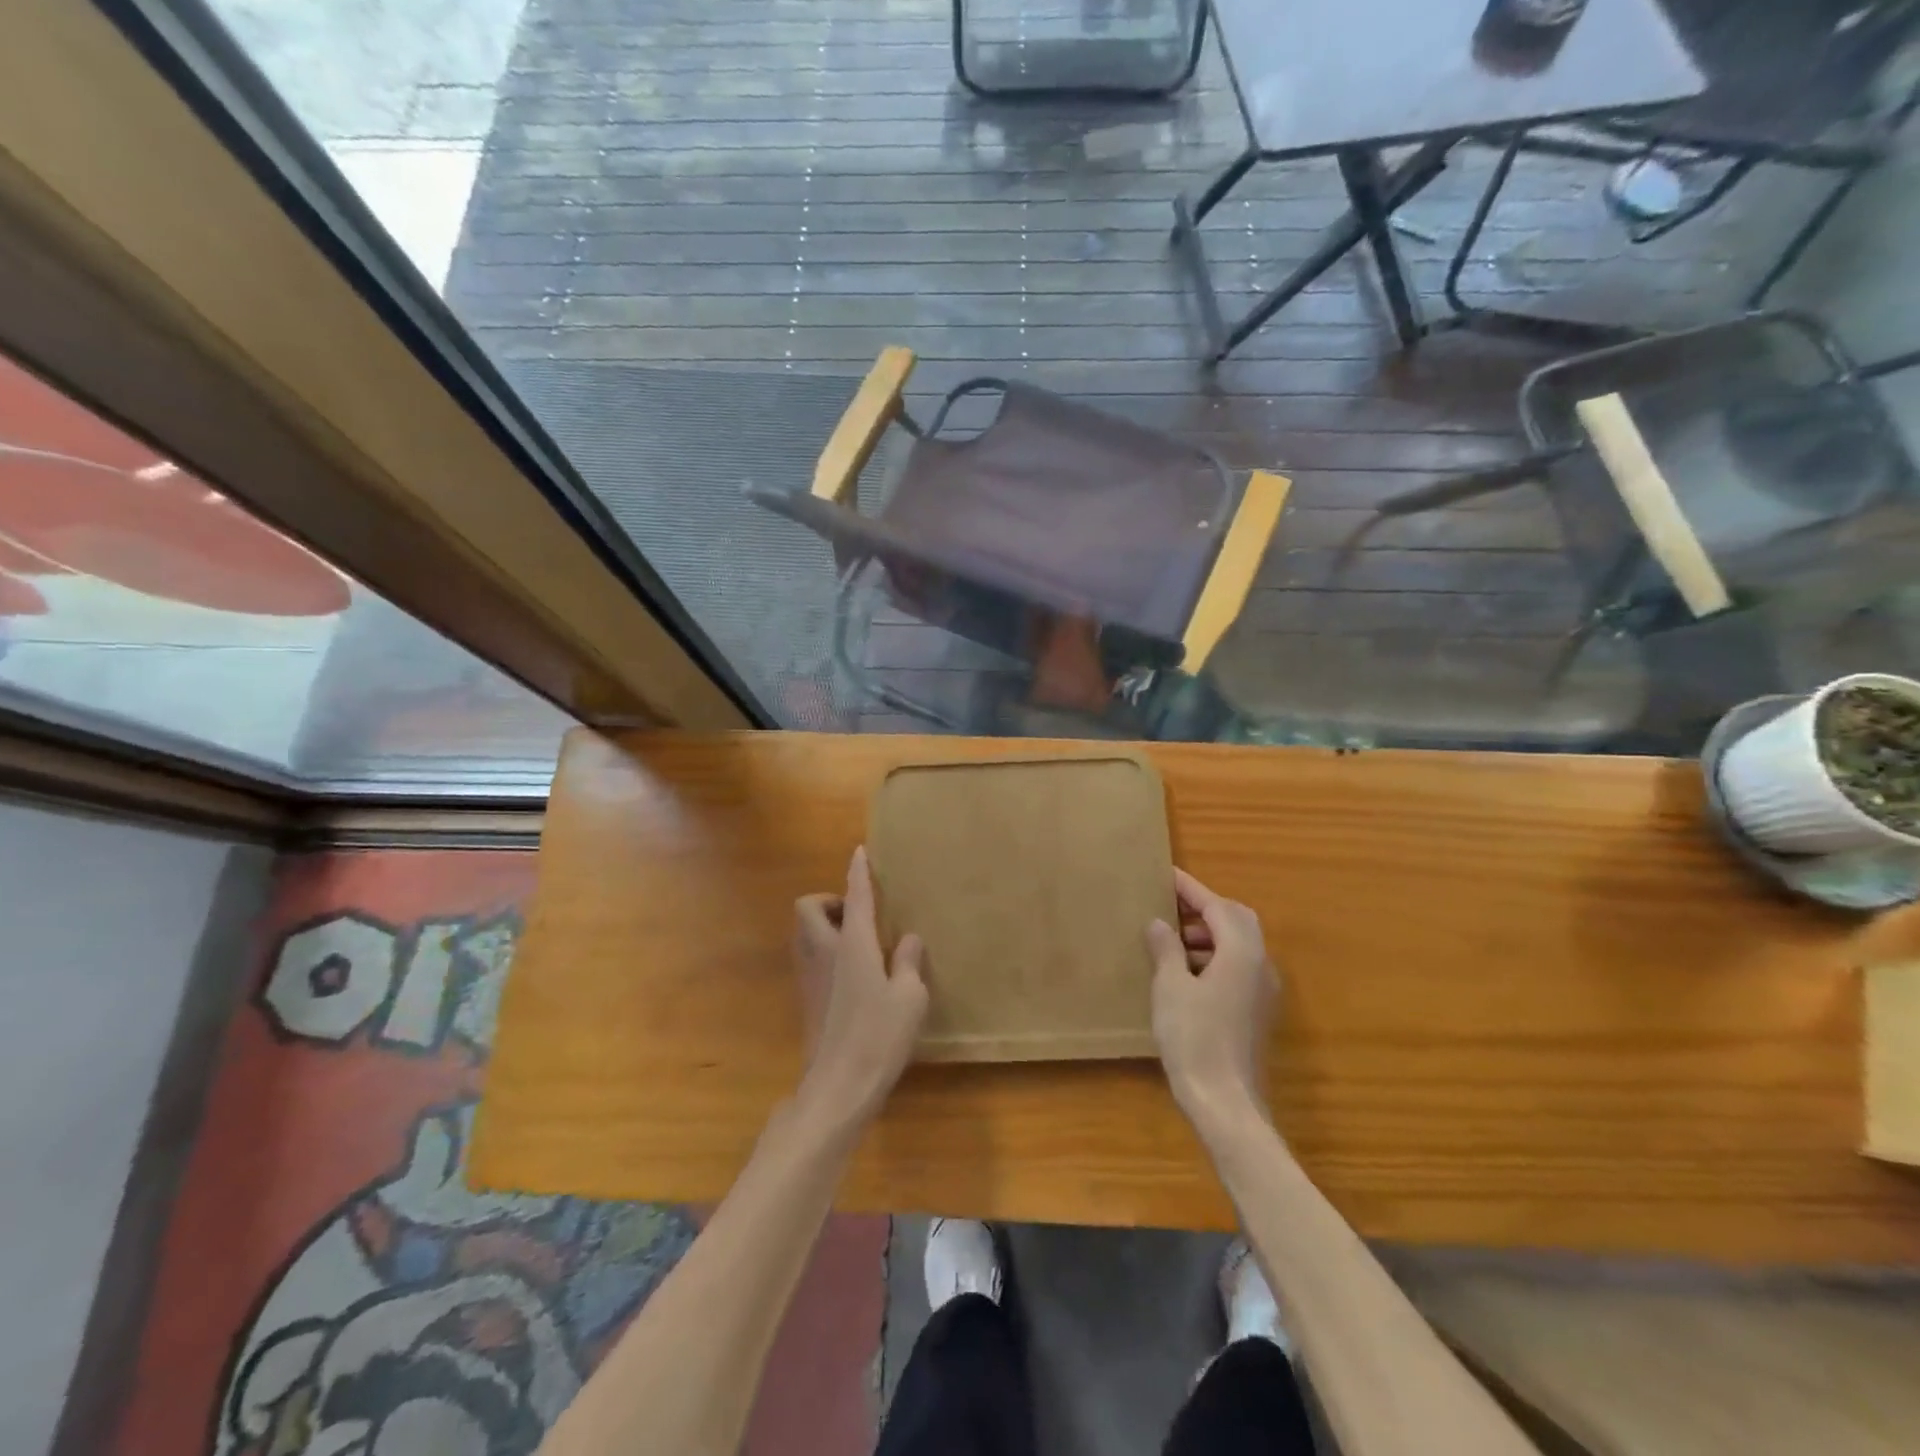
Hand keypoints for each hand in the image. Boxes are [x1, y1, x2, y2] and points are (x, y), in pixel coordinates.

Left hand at [791, 847, 928, 1129]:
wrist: (838, 1086)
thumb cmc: (879, 1036)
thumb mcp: (910, 997)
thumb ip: (910, 962)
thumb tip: (909, 939)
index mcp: (852, 944)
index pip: (855, 896)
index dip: (858, 872)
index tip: (859, 852)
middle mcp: (824, 951)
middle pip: (807, 907)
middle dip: (828, 901)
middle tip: (857, 916)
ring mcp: (809, 975)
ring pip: (804, 932)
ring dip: (824, 926)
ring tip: (859, 944)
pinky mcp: (805, 998)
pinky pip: (809, 957)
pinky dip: (825, 951)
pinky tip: (853, 975)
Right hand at [1146, 868, 1277, 1134]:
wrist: (1226, 1102)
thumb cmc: (1194, 1038)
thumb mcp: (1170, 987)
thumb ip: (1166, 949)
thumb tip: (1159, 923)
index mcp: (1241, 952)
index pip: (1217, 906)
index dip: (1190, 889)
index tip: (1167, 873)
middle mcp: (1260, 964)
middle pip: (1237, 919)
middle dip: (1205, 908)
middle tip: (1171, 906)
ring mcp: (1263, 989)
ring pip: (1240, 944)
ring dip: (1209, 933)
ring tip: (1172, 939)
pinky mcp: (1257, 1010)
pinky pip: (1239, 966)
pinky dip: (1215, 956)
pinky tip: (1186, 971)